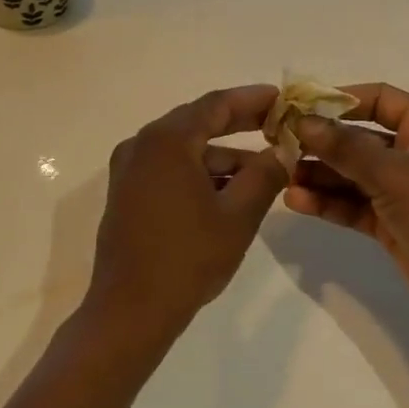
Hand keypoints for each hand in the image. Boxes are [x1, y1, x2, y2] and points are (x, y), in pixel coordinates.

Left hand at [84, 85, 288, 343]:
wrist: (131, 308)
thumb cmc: (188, 258)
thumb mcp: (238, 215)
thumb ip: (265, 175)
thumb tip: (283, 150)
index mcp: (166, 141)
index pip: (214, 105)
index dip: (252, 99)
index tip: (282, 98)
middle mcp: (141, 145)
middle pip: (196, 122)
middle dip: (238, 124)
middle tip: (277, 126)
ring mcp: (128, 170)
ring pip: (182, 150)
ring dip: (220, 156)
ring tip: (262, 172)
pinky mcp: (125, 193)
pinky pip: (167, 169)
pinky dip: (197, 173)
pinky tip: (227, 192)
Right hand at [283, 83, 408, 334]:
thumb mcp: (394, 174)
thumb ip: (344, 147)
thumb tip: (302, 121)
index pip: (381, 99)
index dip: (340, 99)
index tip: (298, 106)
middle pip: (361, 139)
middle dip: (321, 142)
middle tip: (278, 145)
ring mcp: (406, 193)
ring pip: (354, 175)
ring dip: (320, 175)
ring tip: (282, 176)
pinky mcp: (395, 226)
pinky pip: (355, 206)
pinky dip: (328, 203)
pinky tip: (296, 201)